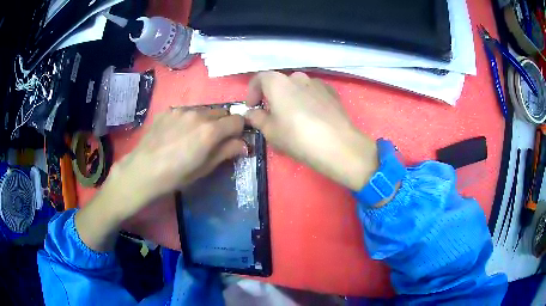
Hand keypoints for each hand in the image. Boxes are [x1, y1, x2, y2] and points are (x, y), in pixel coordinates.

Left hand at [112, 108, 246, 215]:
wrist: (142, 170)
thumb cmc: (175, 176)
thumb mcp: (204, 168)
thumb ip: (226, 152)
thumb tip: (244, 145)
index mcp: (210, 131)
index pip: (237, 120)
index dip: (239, 130)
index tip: (233, 140)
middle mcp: (198, 114)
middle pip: (222, 112)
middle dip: (223, 124)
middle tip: (213, 140)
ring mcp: (181, 110)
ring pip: (204, 110)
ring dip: (206, 120)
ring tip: (193, 136)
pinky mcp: (168, 110)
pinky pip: (187, 111)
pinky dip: (189, 119)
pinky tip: (177, 133)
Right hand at [245, 71, 377, 190]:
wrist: (337, 145)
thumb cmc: (297, 137)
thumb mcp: (270, 131)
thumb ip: (257, 118)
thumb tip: (251, 113)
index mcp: (278, 83)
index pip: (259, 79)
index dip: (252, 92)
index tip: (252, 107)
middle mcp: (297, 77)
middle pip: (280, 84)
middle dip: (273, 97)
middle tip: (273, 116)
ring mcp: (317, 83)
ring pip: (298, 89)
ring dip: (292, 99)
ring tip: (295, 119)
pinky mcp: (332, 93)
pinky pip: (313, 93)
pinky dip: (308, 101)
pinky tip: (313, 119)